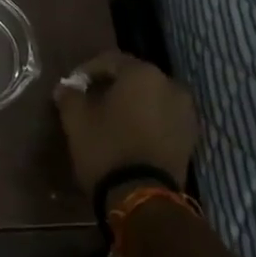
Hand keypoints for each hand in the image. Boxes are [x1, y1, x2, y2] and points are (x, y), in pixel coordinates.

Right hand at [53, 51, 198, 192]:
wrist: (143, 196)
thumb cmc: (106, 149)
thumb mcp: (76, 121)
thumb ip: (70, 97)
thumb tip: (65, 88)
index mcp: (142, 74)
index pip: (110, 60)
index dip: (87, 70)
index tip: (72, 86)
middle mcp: (170, 85)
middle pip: (134, 77)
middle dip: (112, 86)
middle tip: (90, 101)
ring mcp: (185, 111)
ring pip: (151, 97)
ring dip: (132, 103)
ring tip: (111, 119)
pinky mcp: (190, 136)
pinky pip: (163, 117)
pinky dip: (147, 120)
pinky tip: (130, 134)